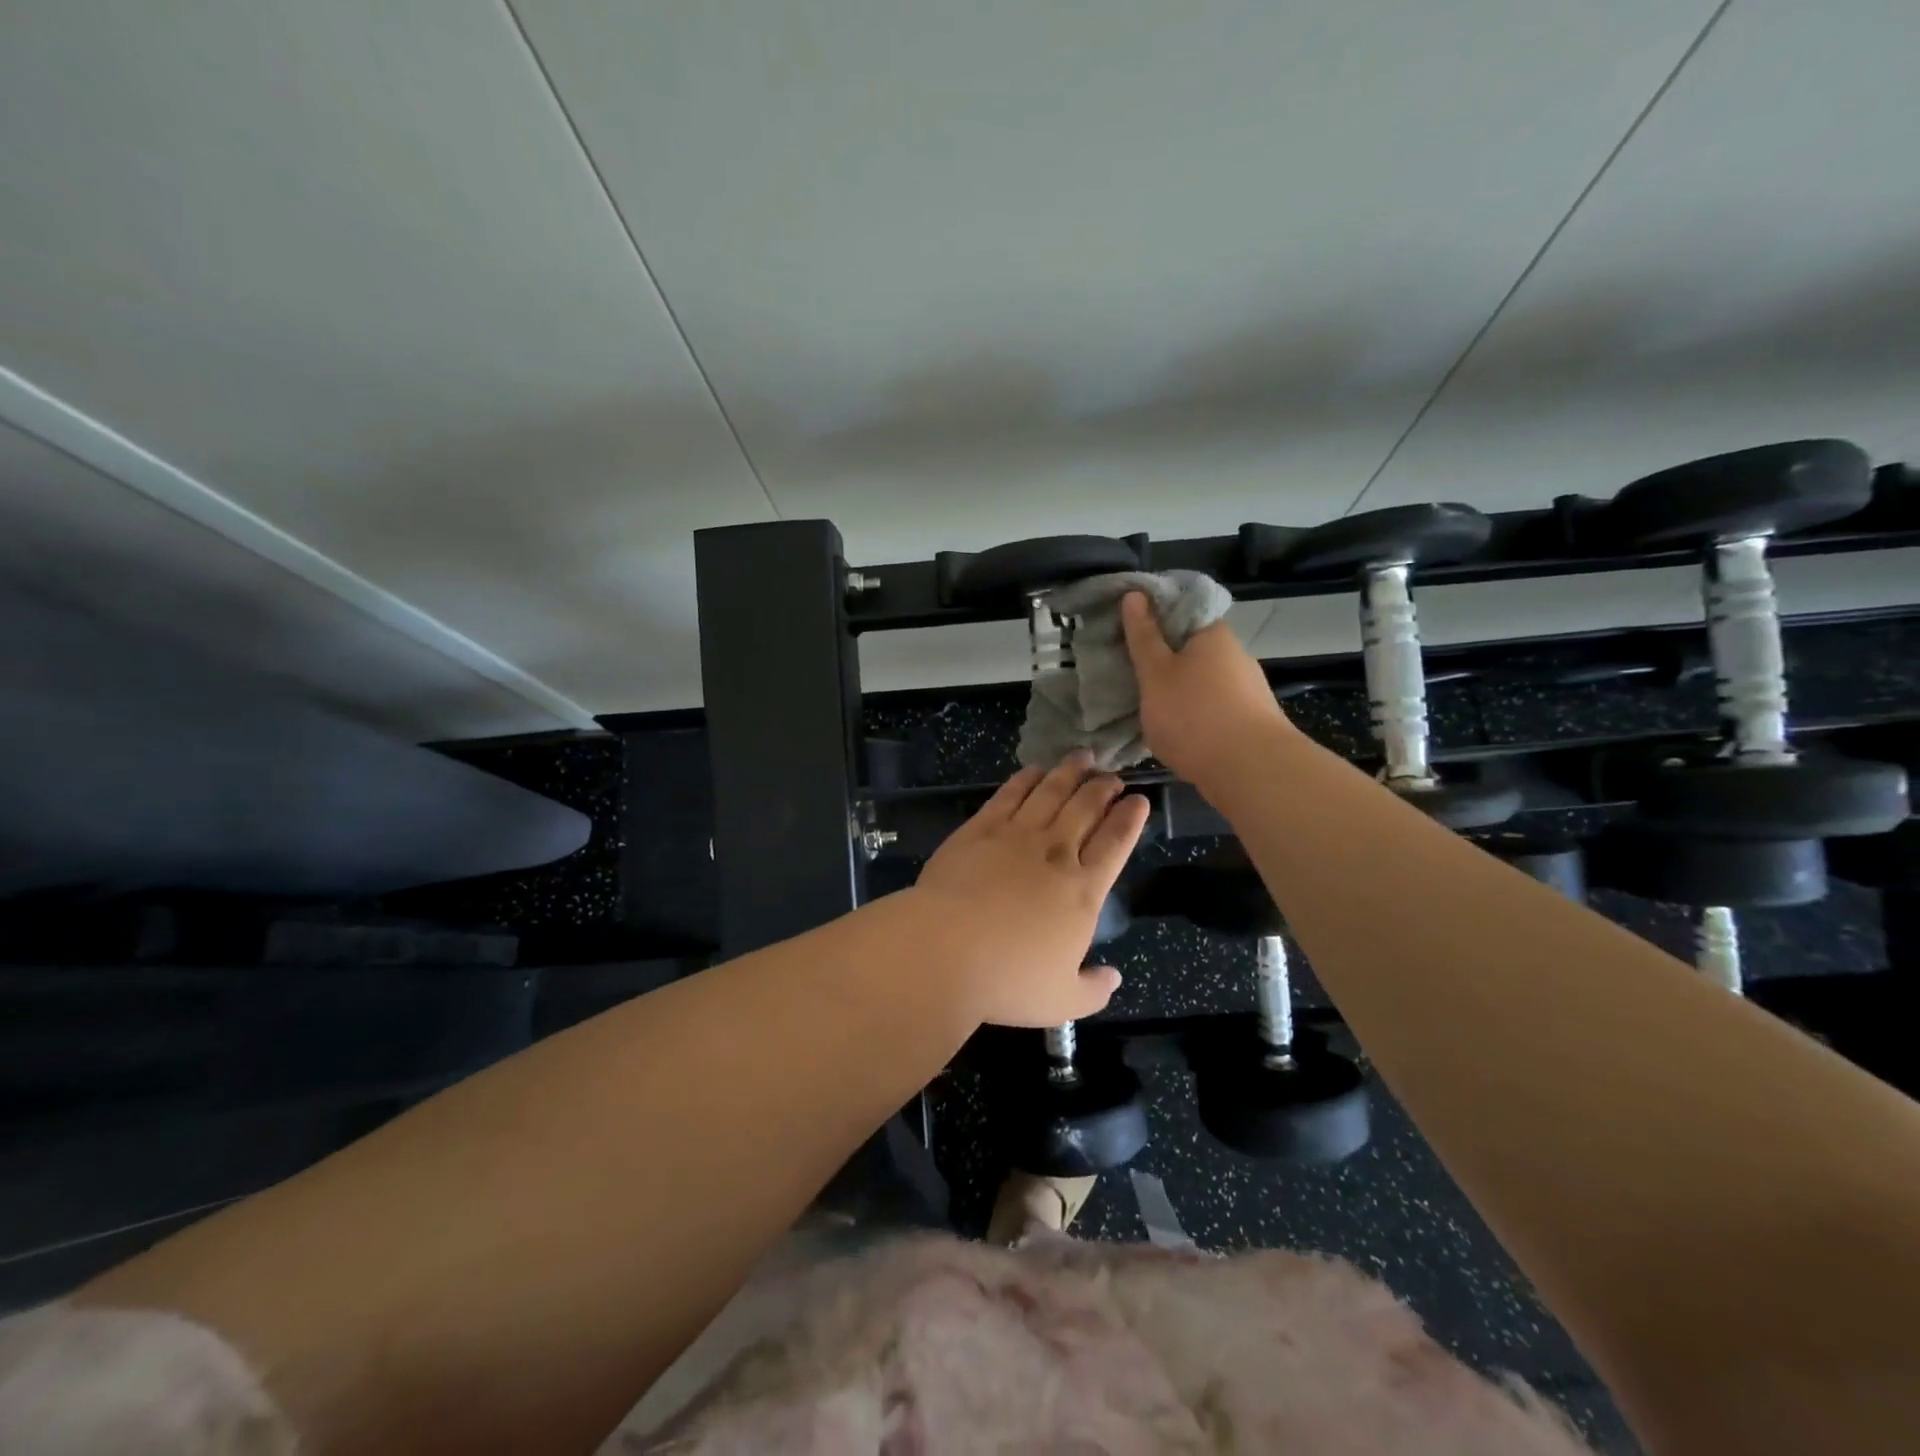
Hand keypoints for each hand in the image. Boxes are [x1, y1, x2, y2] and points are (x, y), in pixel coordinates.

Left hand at [913, 752, 1148, 1026]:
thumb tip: (1114, 977)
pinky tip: (1034, 769)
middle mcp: (1055, 853)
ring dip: (1070, 772)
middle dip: (1104, 788)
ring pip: (1051, 793)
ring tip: (1083, 757)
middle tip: (1113, 775)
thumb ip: (1093, 989)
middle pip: (1086, 809)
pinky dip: (1026, 779)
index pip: (1115, 844)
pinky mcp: (980, 829)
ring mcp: (1016, 836)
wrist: (946, 949)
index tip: (1139, 800)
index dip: (1130, 819)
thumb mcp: (1062, 1001)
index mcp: (1083, 891)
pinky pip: (1009, 795)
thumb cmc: (1009, 979)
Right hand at [1120, 591, 1291, 787]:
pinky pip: (1212, 705)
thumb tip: (1135, 594)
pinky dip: (1192, 712)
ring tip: (1146, 705)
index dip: (1151, 616)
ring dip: (1177, 688)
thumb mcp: (1155, 673)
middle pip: (1191, 646)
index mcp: (1213, 633)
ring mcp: (1247, 688)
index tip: (1125, 632)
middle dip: (1163, 657)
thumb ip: (1143, 636)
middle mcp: (1235, 654)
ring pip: (1201, 679)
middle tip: (1128, 671)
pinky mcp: (1250, 719)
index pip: (1181, 609)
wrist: (1251, 772)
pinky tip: (1175, 730)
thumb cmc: (1194, 714)